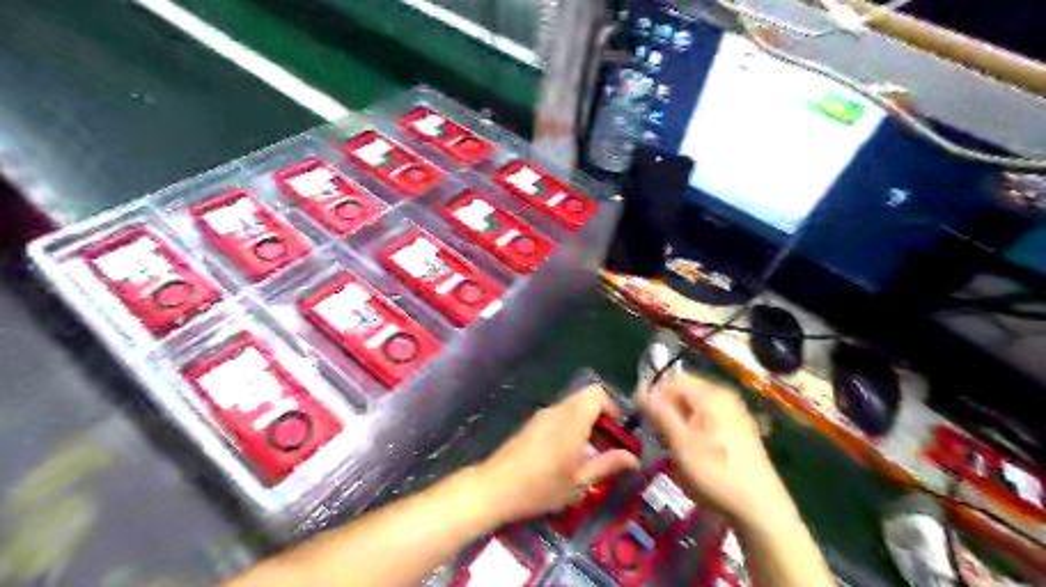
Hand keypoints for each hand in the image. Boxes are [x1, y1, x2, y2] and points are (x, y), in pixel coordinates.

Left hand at [477, 389, 641, 524]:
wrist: (495, 488)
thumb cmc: (541, 487)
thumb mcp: (580, 481)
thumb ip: (608, 465)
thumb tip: (634, 458)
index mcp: (572, 419)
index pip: (597, 393)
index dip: (612, 407)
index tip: (617, 432)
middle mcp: (557, 410)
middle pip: (585, 398)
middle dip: (601, 417)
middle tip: (606, 445)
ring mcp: (541, 415)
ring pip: (571, 407)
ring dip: (585, 422)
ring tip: (588, 453)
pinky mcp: (531, 424)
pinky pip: (558, 415)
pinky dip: (570, 426)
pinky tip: (566, 455)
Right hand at [637, 372, 794, 532]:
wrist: (761, 509)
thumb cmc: (715, 473)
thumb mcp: (680, 442)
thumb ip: (659, 412)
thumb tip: (640, 387)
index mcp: (710, 394)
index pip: (671, 380)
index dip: (653, 396)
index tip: (644, 420)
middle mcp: (724, 396)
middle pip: (684, 392)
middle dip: (667, 411)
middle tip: (660, 437)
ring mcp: (735, 412)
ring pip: (695, 407)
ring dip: (680, 422)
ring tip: (676, 448)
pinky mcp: (740, 430)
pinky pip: (708, 419)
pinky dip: (695, 430)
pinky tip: (695, 453)